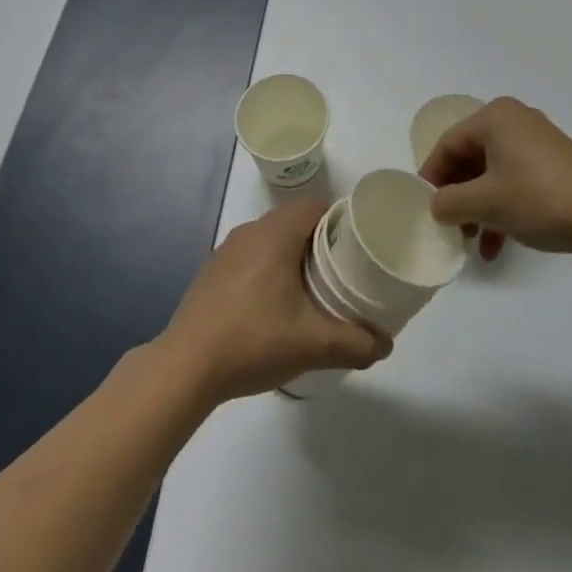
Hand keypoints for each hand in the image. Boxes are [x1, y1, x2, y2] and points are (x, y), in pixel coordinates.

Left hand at [159, 196, 390, 404]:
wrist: (186, 365)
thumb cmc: (253, 340)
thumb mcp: (312, 345)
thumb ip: (355, 343)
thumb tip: (385, 345)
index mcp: (275, 234)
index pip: (315, 206)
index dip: (339, 220)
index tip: (357, 247)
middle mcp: (250, 231)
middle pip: (294, 221)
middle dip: (320, 241)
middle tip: (342, 272)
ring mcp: (226, 250)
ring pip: (271, 239)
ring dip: (292, 256)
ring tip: (312, 290)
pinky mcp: (212, 272)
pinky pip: (250, 257)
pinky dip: (268, 269)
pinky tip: (273, 306)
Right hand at [420, 97, 571, 254]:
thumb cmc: (540, 198)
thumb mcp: (486, 203)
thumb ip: (449, 202)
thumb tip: (437, 206)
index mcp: (494, 118)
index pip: (448, 143)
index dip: (432, 176)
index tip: (423, 207)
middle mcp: (514, 121)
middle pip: (470, 158)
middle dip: (458, 195)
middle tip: (449, 226)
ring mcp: (536, 142)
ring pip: (493, 173)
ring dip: (479, 208)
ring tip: (472, 242)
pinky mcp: (554, 164)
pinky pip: (515, 181)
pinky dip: (503, 208)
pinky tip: (497, 246)